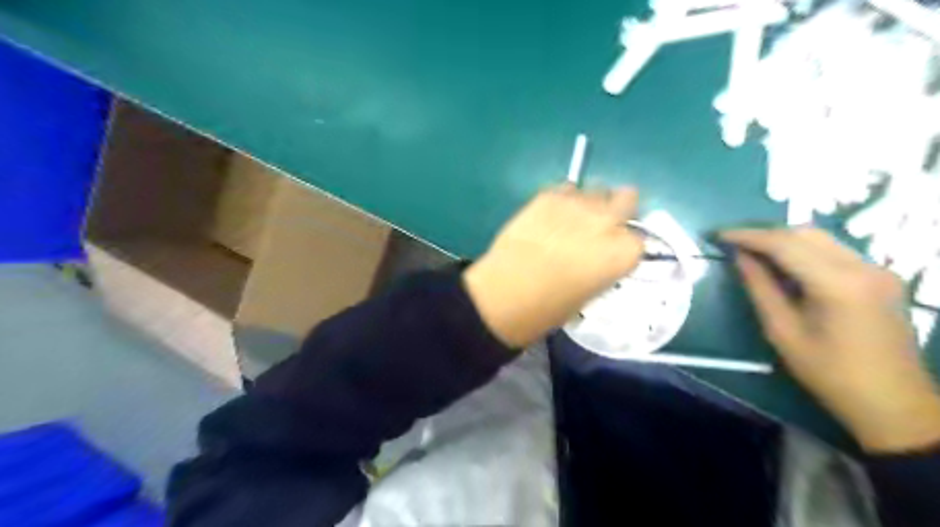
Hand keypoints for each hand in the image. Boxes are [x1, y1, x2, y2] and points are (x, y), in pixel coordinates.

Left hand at [464, 186, 641, 349]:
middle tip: (598, 226)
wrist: (504, 294)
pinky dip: (563, 199)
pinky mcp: (548, 196)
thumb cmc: (548, 308)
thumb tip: (597, 256)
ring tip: (569, 221)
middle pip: (627, 199)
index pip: (638, 239)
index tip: (611, 251)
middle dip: (617, 210)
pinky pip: (566, 188)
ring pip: (596, 190)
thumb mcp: (589, 294)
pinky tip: (549, 216)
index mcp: (623, 253)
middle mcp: (608, 222)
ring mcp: (578, 204)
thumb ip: (602, 267)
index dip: (623, 245)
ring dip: (589, 203)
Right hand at [722, 226, 939, 452]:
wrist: (892, 401)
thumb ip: (760, 288)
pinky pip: (834, 250)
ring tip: (752, 250)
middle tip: (733, 243)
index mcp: (837, 284)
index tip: (719, 235)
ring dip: (783, 239)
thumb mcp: (782, 331)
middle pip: (804, 234)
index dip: (748, 236)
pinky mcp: (881, 276)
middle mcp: (862, 267)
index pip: (784, 244)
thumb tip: (739, 257)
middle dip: (764, 234)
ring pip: (820, 238)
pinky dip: (803, 250)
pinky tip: (783, 263)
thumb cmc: (828, 372)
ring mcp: (877, 269)